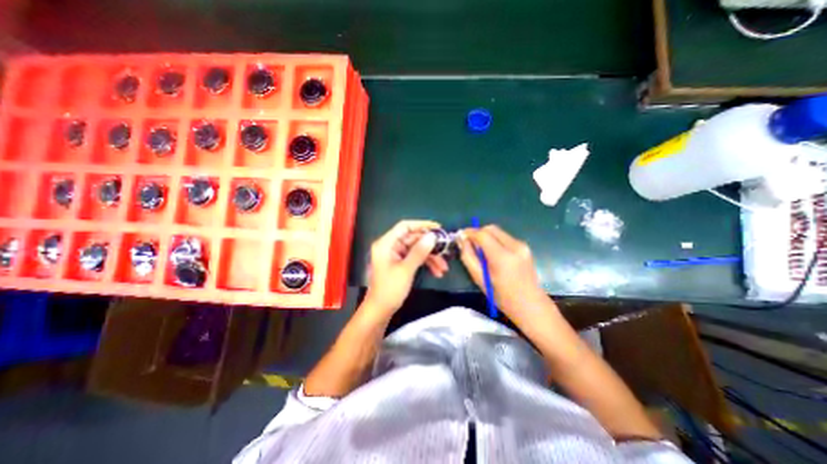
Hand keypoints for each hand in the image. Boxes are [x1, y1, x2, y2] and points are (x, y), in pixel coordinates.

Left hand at [364, 220, 449, 314]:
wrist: (380, 311)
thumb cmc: (390, 290)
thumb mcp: (406, 269)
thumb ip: (419, 251)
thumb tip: (432, 236)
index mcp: (386, 243)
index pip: (405, 226)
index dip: (422, 225)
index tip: (438, 228)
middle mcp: (390, 246)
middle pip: (413, 239)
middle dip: (430, 247)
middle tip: (445, 251)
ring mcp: (396, 255)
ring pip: (417, 250)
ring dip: (431, 257)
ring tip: (444, 268)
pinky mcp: (400, 263)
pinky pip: (415, 258)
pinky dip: (426, 263)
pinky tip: (437, 272)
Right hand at [455, 223, 546, 315]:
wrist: (530, 305)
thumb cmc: (501, 296)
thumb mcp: (479, 278)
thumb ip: (468, 257)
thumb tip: (462, 240)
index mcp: (502, 257)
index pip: (482, 235)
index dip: (469, 232)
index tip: (460, 236)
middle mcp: (514, 246)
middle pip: (491, 229)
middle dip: (478, 233)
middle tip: (470, 244)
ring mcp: (522, 245)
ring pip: (498, 232)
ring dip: (486, 237)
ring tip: (481, 251)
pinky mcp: (525, 247)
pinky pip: (504, 237)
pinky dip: (495, 240)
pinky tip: (493, 254)